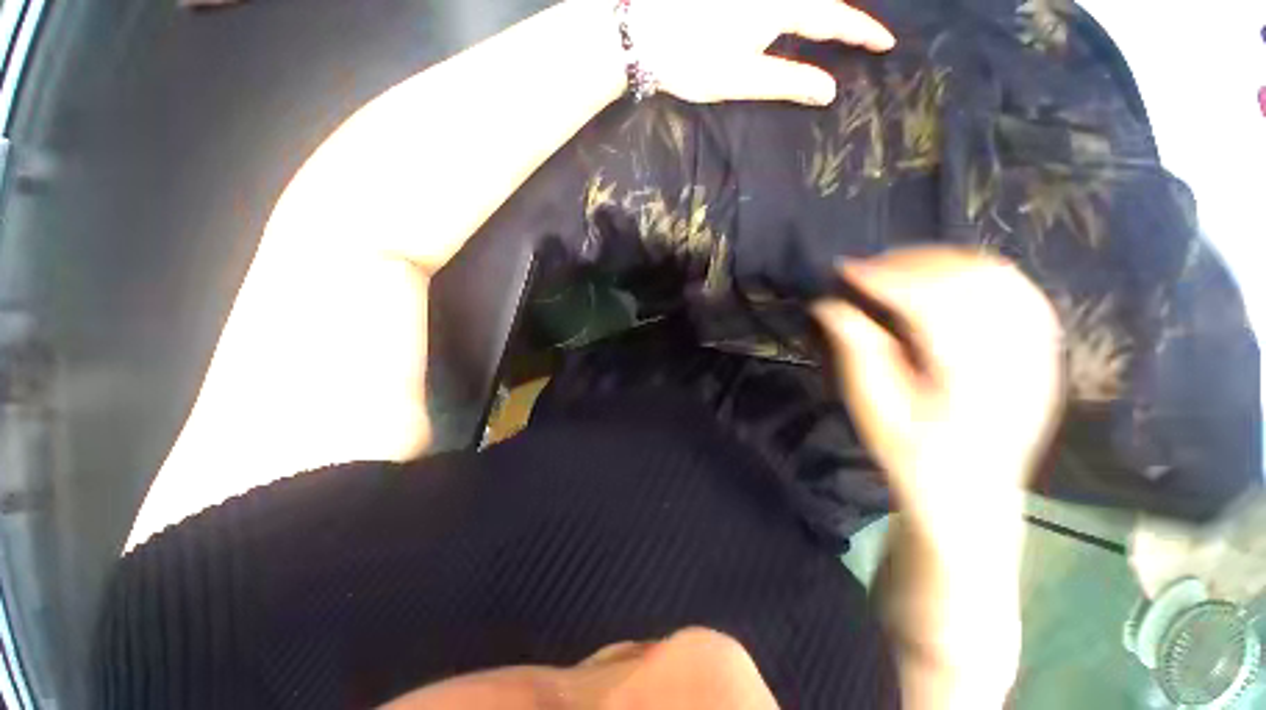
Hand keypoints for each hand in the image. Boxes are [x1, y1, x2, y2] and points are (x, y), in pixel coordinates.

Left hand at [629, 0, 895, 105]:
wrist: (643, 34)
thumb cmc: (692, 60)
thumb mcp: (742, 78)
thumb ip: (787, 82)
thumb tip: (829, 91)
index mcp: (780, 6)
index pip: (834, 16)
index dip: (861, 31)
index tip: (886, 42)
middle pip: (818, 0)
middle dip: (843, 16)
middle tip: (860, 34)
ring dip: (819, 10)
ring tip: (831, 28)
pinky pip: (778, 0)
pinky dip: (793, 10)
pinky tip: (791, 20)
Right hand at [813, 248, 1063, 531]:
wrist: (971, 494)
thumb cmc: (913, 457)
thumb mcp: (873, 409)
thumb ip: (856, 351)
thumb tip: (828, 304)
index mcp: (972, 381)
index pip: (935, 305)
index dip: (887, 278)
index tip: (845, 270)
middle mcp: (1016, 358)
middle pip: (972, 281)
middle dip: (912, 263)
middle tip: (868, 269)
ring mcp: (1039, 351)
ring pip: (999, 276)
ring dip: (943, 261)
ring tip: (899, 267)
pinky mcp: (1043, 349)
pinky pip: (1017, 289)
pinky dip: (975, 271)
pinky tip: (944, 278)